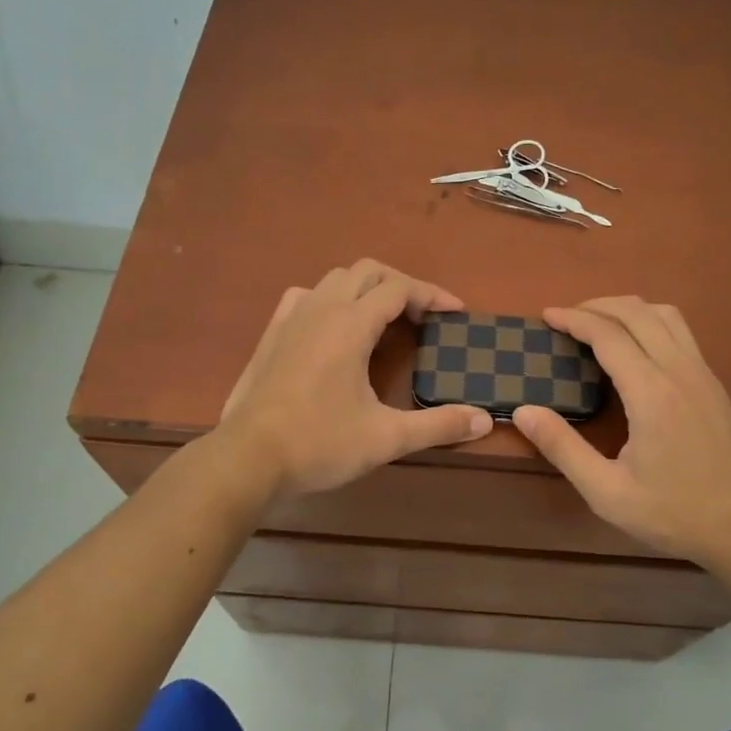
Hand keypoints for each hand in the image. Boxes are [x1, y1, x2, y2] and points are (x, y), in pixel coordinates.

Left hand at [218, 259, 492, 498]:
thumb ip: (437, 425)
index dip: (432, 295)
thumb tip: (483, 420)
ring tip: (384, 319)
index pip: (399, 288)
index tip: (456, 313)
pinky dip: (330, 298)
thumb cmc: (319, 444)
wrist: (247, 459)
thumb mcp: (386, 438)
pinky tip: (333, 326)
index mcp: (351, 324)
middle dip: (402, 285)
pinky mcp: (272, 333)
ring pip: (335, 279)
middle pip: (368, 271)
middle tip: (423, 316)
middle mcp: (321, 308)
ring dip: (366, 288)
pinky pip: (306, 296)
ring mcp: (291, 317)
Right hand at [511, 297, 730, 570]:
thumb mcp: (608, 492)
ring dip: (628, 309)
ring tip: (599, 323)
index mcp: (652, 393)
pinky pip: (681, 332)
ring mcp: (703, 374)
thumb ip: (563, 448)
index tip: (546, 315)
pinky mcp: (715, 384)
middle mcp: (680, 371)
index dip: (574, 319)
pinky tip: (636, 346)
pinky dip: (650, 322)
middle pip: (637, 313)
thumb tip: (523, 412)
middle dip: (597, 305)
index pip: (608, 335)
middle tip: (566, 317)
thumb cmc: (676, 514)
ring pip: (665, 315)